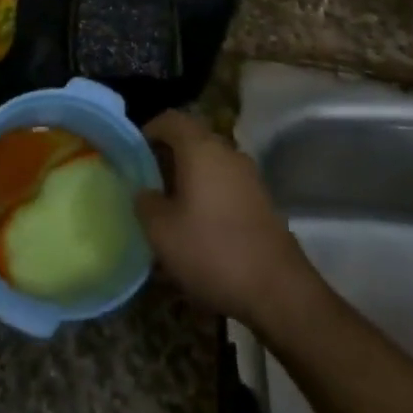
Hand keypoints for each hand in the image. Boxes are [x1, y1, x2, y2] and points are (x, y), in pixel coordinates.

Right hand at [134, 110, 321, 331]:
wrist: (279, 293)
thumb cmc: (212, 251)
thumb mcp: (161, 231)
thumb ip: (145, 202)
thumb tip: (145, 192)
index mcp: (200, 148)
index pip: (170, 119)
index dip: (148, 131)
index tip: (133, 155)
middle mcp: (227, 152)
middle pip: (192, 140)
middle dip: (168, 157)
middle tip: (148, 184)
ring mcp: (249, 177)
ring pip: (210, 164)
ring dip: (189, 178)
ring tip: (171, 209)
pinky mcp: (262, 202)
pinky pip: (226, 185)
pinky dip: (209, 195)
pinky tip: (199, 227)